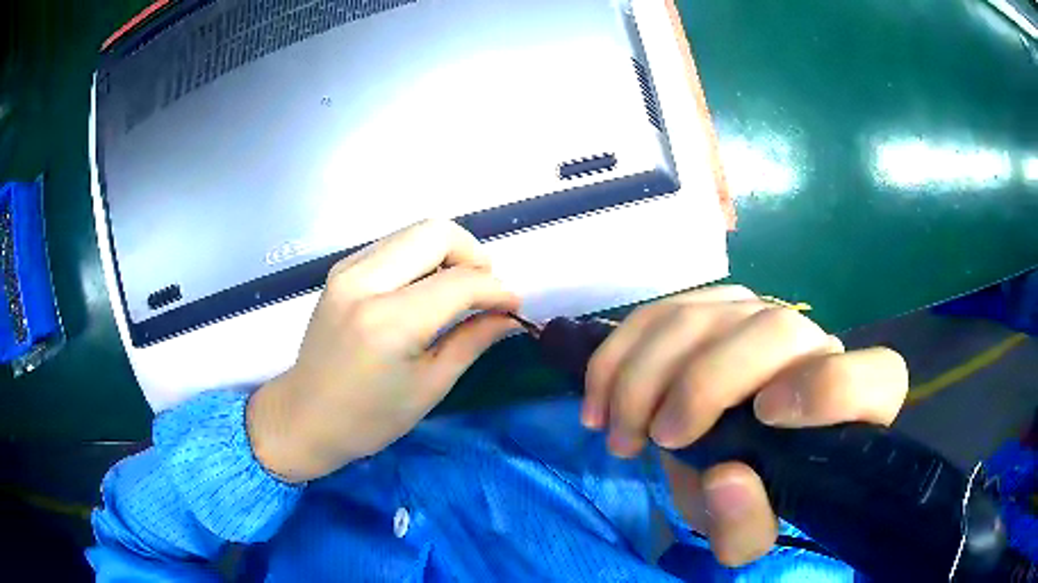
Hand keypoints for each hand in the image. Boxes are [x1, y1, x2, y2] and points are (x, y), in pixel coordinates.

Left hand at [246, 220, 520, 482]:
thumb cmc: (369, 419)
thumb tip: (509, 315)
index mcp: (389, 322)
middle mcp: (364, 282)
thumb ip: (472, 341)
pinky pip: (394, 245)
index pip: (460, 282)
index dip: (496, 290)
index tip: (513, 306)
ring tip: (458, 291)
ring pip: (415, 231)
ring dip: (447, 253)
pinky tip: (424, 290)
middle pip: (436, 232)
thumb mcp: (429, 387)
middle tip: (484, 291)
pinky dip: (421, 257)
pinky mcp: (341, 270)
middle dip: (474, 255)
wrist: (304, 416)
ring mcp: (348, 270)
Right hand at [582, 286, 907, 566]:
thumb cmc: (752, 500)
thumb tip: (725, 475)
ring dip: (645, 373)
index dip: (828, 388)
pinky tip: (600, 397)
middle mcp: (815, 349)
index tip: (764, 417)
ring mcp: (761, 318)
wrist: (729, 464)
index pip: (875, 378)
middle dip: (705, 382)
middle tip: (658, 438)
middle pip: (775, 330)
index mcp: (850, 410)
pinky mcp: (714, 309)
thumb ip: (744, 525)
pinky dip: (621, 352)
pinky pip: (664, 309)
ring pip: (706, 313)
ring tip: (617, 433)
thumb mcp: (745, 536)